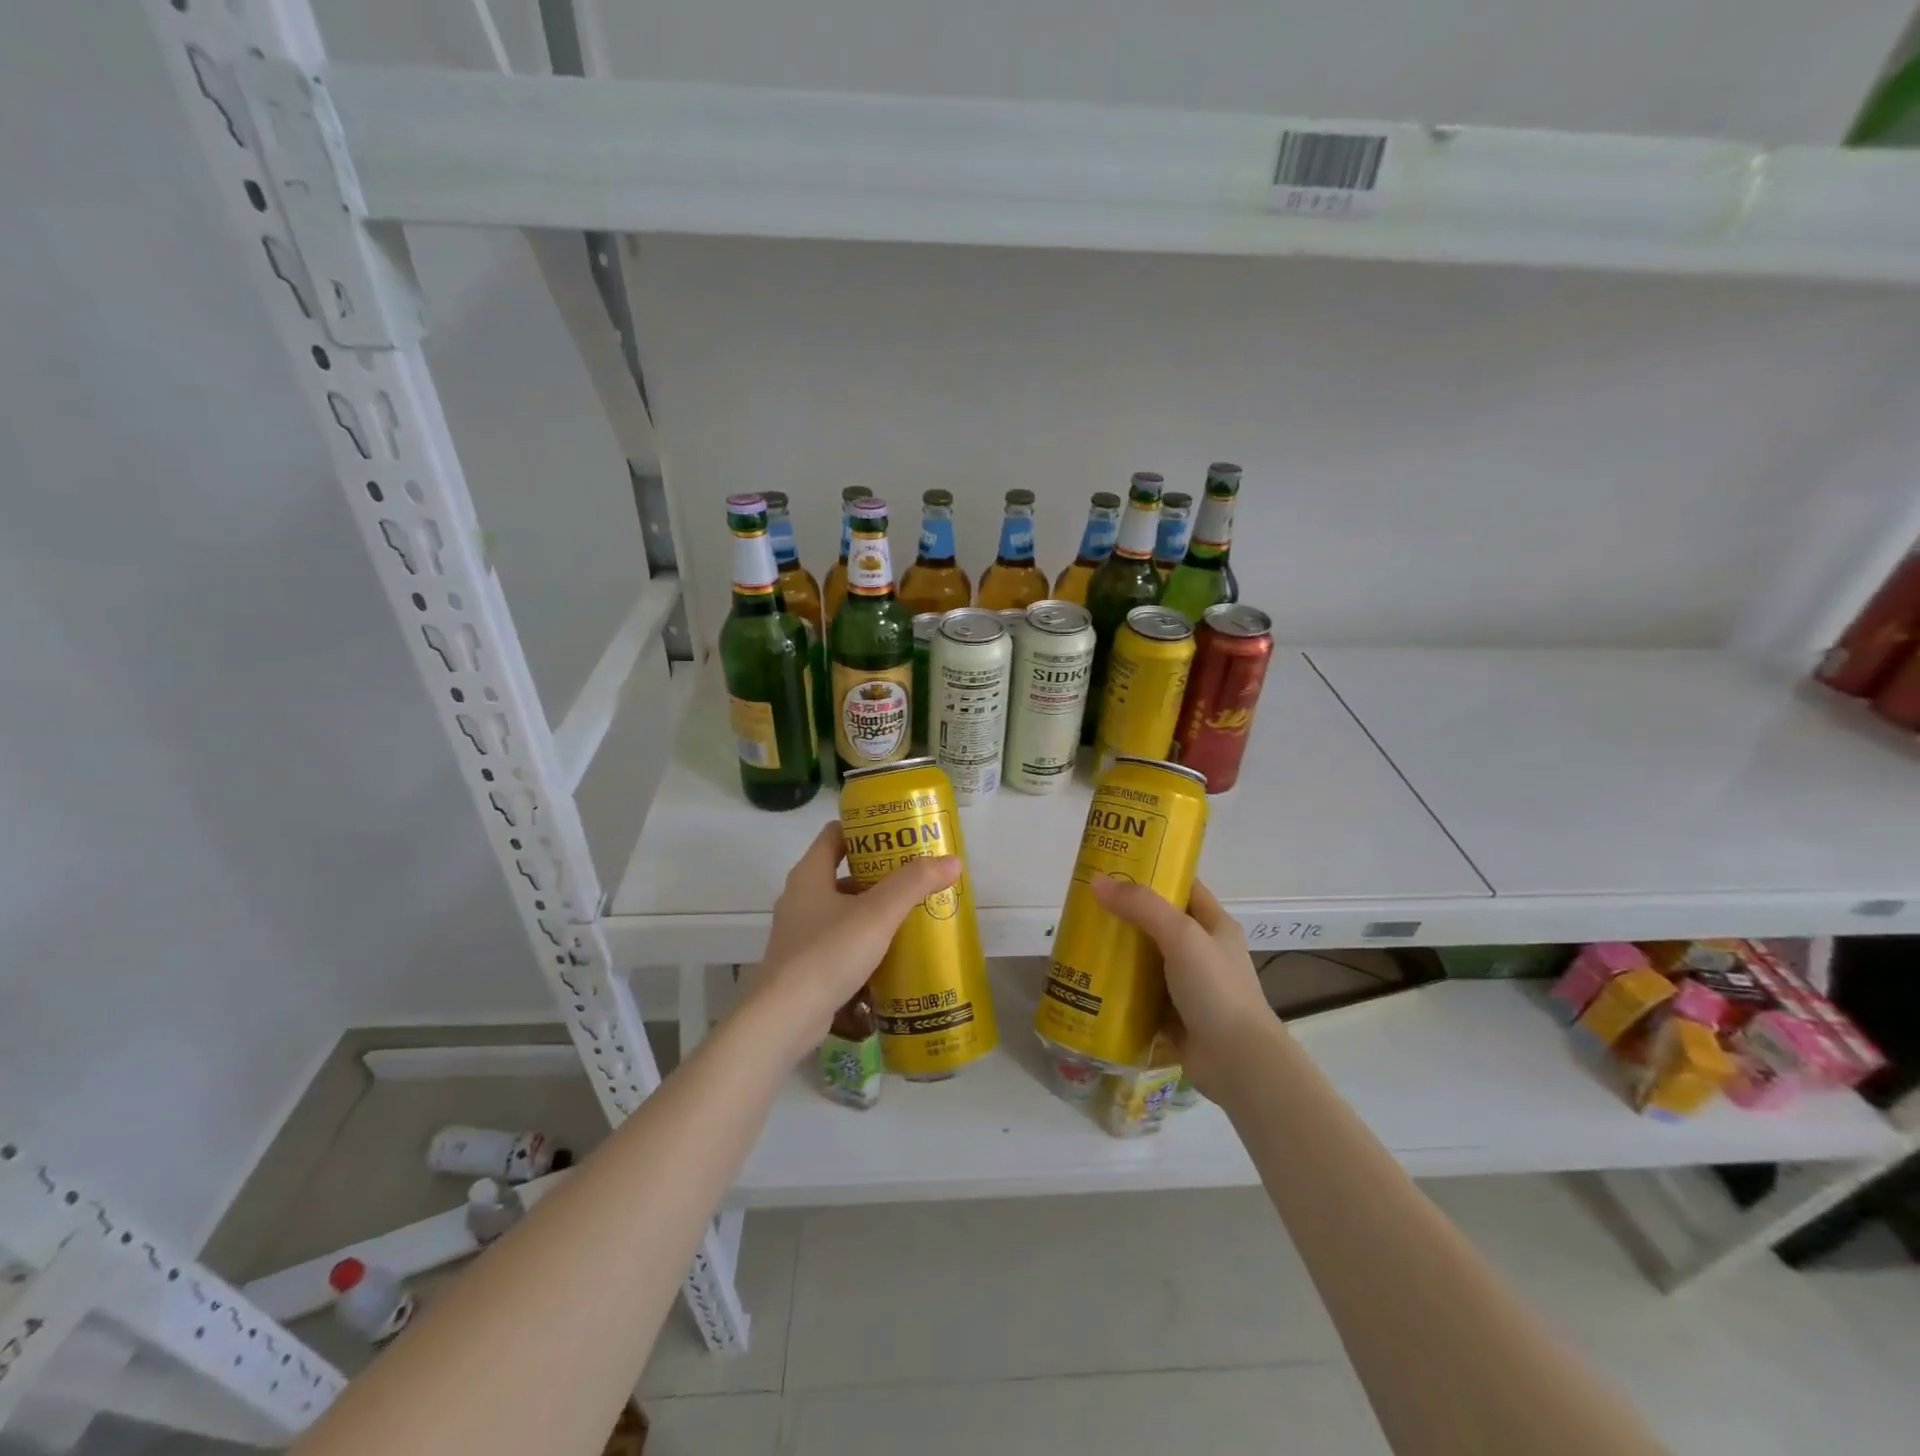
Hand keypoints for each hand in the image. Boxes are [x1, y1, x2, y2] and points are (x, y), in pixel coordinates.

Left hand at [756, 822, 961, 1029]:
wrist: (786, 1018)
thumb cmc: (829, 953)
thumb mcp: (878, 914)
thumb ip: (914, 884)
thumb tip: (952, 861)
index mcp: (809, 874)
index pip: (835, 834)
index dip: (865, 828)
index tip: (898, 833)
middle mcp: (800, 897)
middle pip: (842, 871)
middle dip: (879, 871)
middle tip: (916, 874)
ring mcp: (799, 932)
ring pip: (842, 908)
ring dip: (873, 908)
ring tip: (911, 911)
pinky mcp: (804, 964)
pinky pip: (839, 940)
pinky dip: (863, 939)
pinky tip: (891, 950)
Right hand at [1089, 875, 1277, 1095]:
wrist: (1238, 1062)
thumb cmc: (1215, 988)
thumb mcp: (1181, 935)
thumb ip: (1141, 906)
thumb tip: (1097, 882)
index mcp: (1215, 925)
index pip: (1183, 886)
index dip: (1154, 873)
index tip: (1115, 866)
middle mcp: (1204, 952)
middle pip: (1159, 923)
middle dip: (1126, 914)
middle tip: (1088, 905)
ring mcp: (1190, 986)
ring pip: (1148, 960)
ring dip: (1120, 953)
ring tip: (1082, 941)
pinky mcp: (1175, 1017)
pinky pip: (1142, 996)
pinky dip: (1121, 990)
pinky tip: (1092, 983)